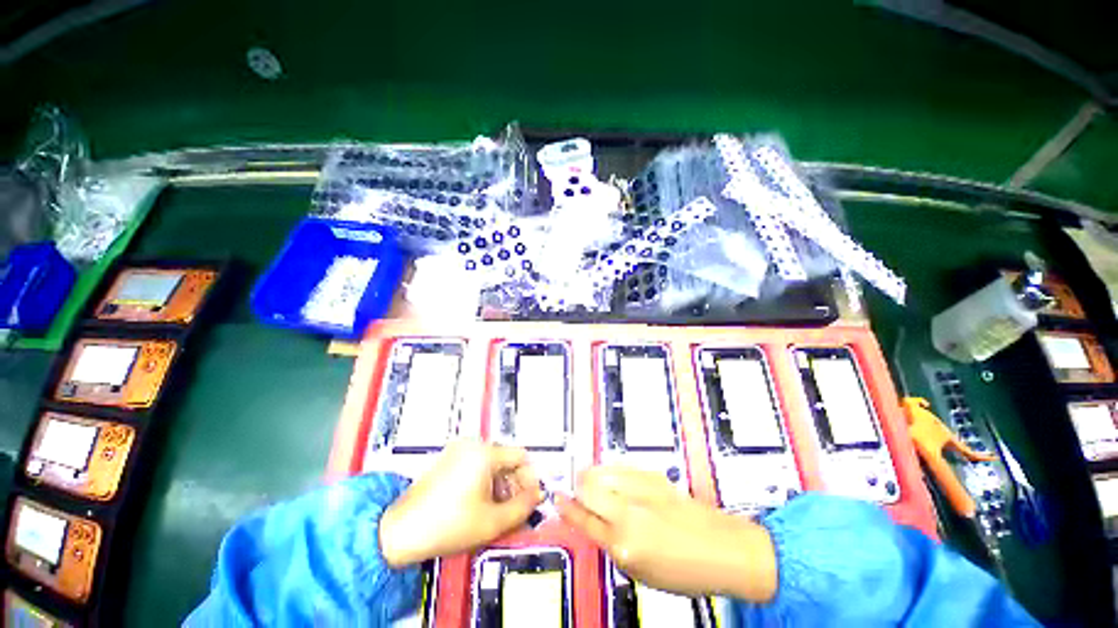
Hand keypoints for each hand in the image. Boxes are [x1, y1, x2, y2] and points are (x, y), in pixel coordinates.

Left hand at [379, 440, 543, 567]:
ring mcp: (458, 451)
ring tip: (497, 511)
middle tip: (515, 509)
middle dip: (514, 484)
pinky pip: (476, 466)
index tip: (530, 499)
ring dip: (500, 484)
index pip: (521, 457)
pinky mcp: (448, 460)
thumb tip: (538, 495)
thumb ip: (523, 507)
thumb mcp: (493, 521)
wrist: (400, 532)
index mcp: (485, 452)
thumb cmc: (448, 525)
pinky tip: (480, 505)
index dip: (530, 478)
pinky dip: (484, 482)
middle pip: (506, 459)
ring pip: (492, 463)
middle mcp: (472, 445)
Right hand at [556, 465, 777, 601]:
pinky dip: (610, 473)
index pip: (582, 517)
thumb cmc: (684, 570)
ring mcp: (641, 488)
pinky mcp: (652, 475)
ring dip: (593, 477)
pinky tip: (616, 482)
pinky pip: (618, 467)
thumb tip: (590, 519)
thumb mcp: (640, 571)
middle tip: (578, 492)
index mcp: (623, 544)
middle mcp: (629, 511)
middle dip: (577, 487)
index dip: (565, 506)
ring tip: (597, 486)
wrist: (724, 549)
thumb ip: (611, 542)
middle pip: (586, 484)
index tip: (556, 497)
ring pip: (600, 470)